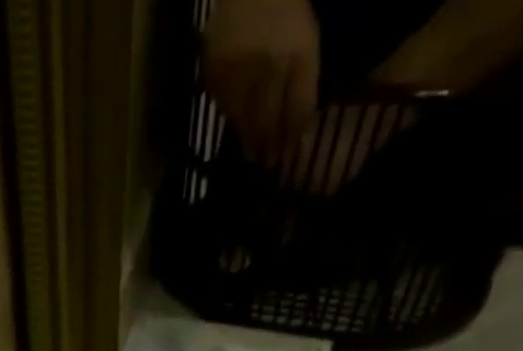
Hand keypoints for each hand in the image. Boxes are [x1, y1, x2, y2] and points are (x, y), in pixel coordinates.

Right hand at [203, 0, 319, 161]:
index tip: (285, 157)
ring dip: (248, 139)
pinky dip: (231, 118)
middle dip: (268, 147)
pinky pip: (223, 107)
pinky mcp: (216, 71)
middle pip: (267, 122)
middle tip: (265, 163)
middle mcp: (269, 65)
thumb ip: (303, 88)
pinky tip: (236, 120)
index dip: (291, 139)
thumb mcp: (306, 46)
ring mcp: (240, 69)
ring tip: (251, 151)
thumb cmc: (285, 16)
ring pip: (243, 121)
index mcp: (298, 56)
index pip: (297, 111)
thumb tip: (296, 137)